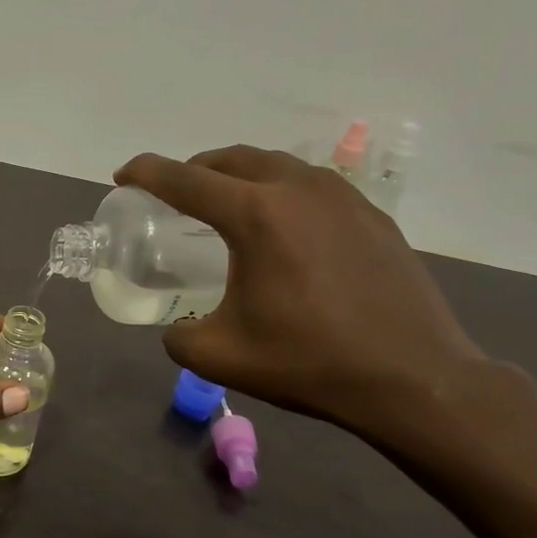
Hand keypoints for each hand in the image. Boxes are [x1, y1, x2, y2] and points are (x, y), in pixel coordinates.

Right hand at [114, 146, 486, 439]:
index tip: (123, 177)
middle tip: (173, 194)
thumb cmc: (309, 362)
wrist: (413, 378)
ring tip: (225, 204)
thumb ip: (180, 336)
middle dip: (193, 169)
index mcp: (256, 215)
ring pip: (276, 165)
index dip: (146, 173)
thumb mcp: (221, 356)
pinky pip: (311, 186)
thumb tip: (177, 329)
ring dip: (239, 176)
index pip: (185, 180)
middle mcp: (298, 189)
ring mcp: (342, 197)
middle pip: (231, 159)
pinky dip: (280, 192)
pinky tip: (282, 228)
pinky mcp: (371, 215)